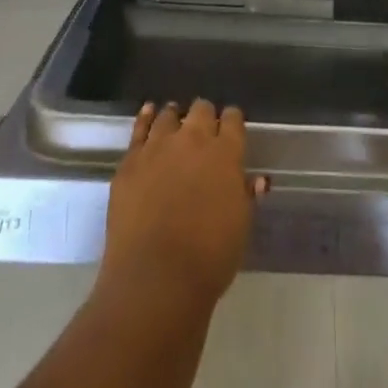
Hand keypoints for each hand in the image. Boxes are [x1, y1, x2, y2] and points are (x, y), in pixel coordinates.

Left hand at [99, 100, 265, 314]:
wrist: (156, 278)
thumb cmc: (209, 258)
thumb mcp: (240, 227)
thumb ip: (246, 196)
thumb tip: (256, 179)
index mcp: (226, 154)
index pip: (233, 120)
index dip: (233, 122)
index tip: (231, 129)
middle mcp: (193, 140)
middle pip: (201, 110)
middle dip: (205, 116)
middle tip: (204, 131)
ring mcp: (158, 146)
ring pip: (168, 115)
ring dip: (175, 118)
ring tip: (175, 122)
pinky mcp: (131, 160)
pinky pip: (139, 128)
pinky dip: (146, 117)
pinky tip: (148, 112)